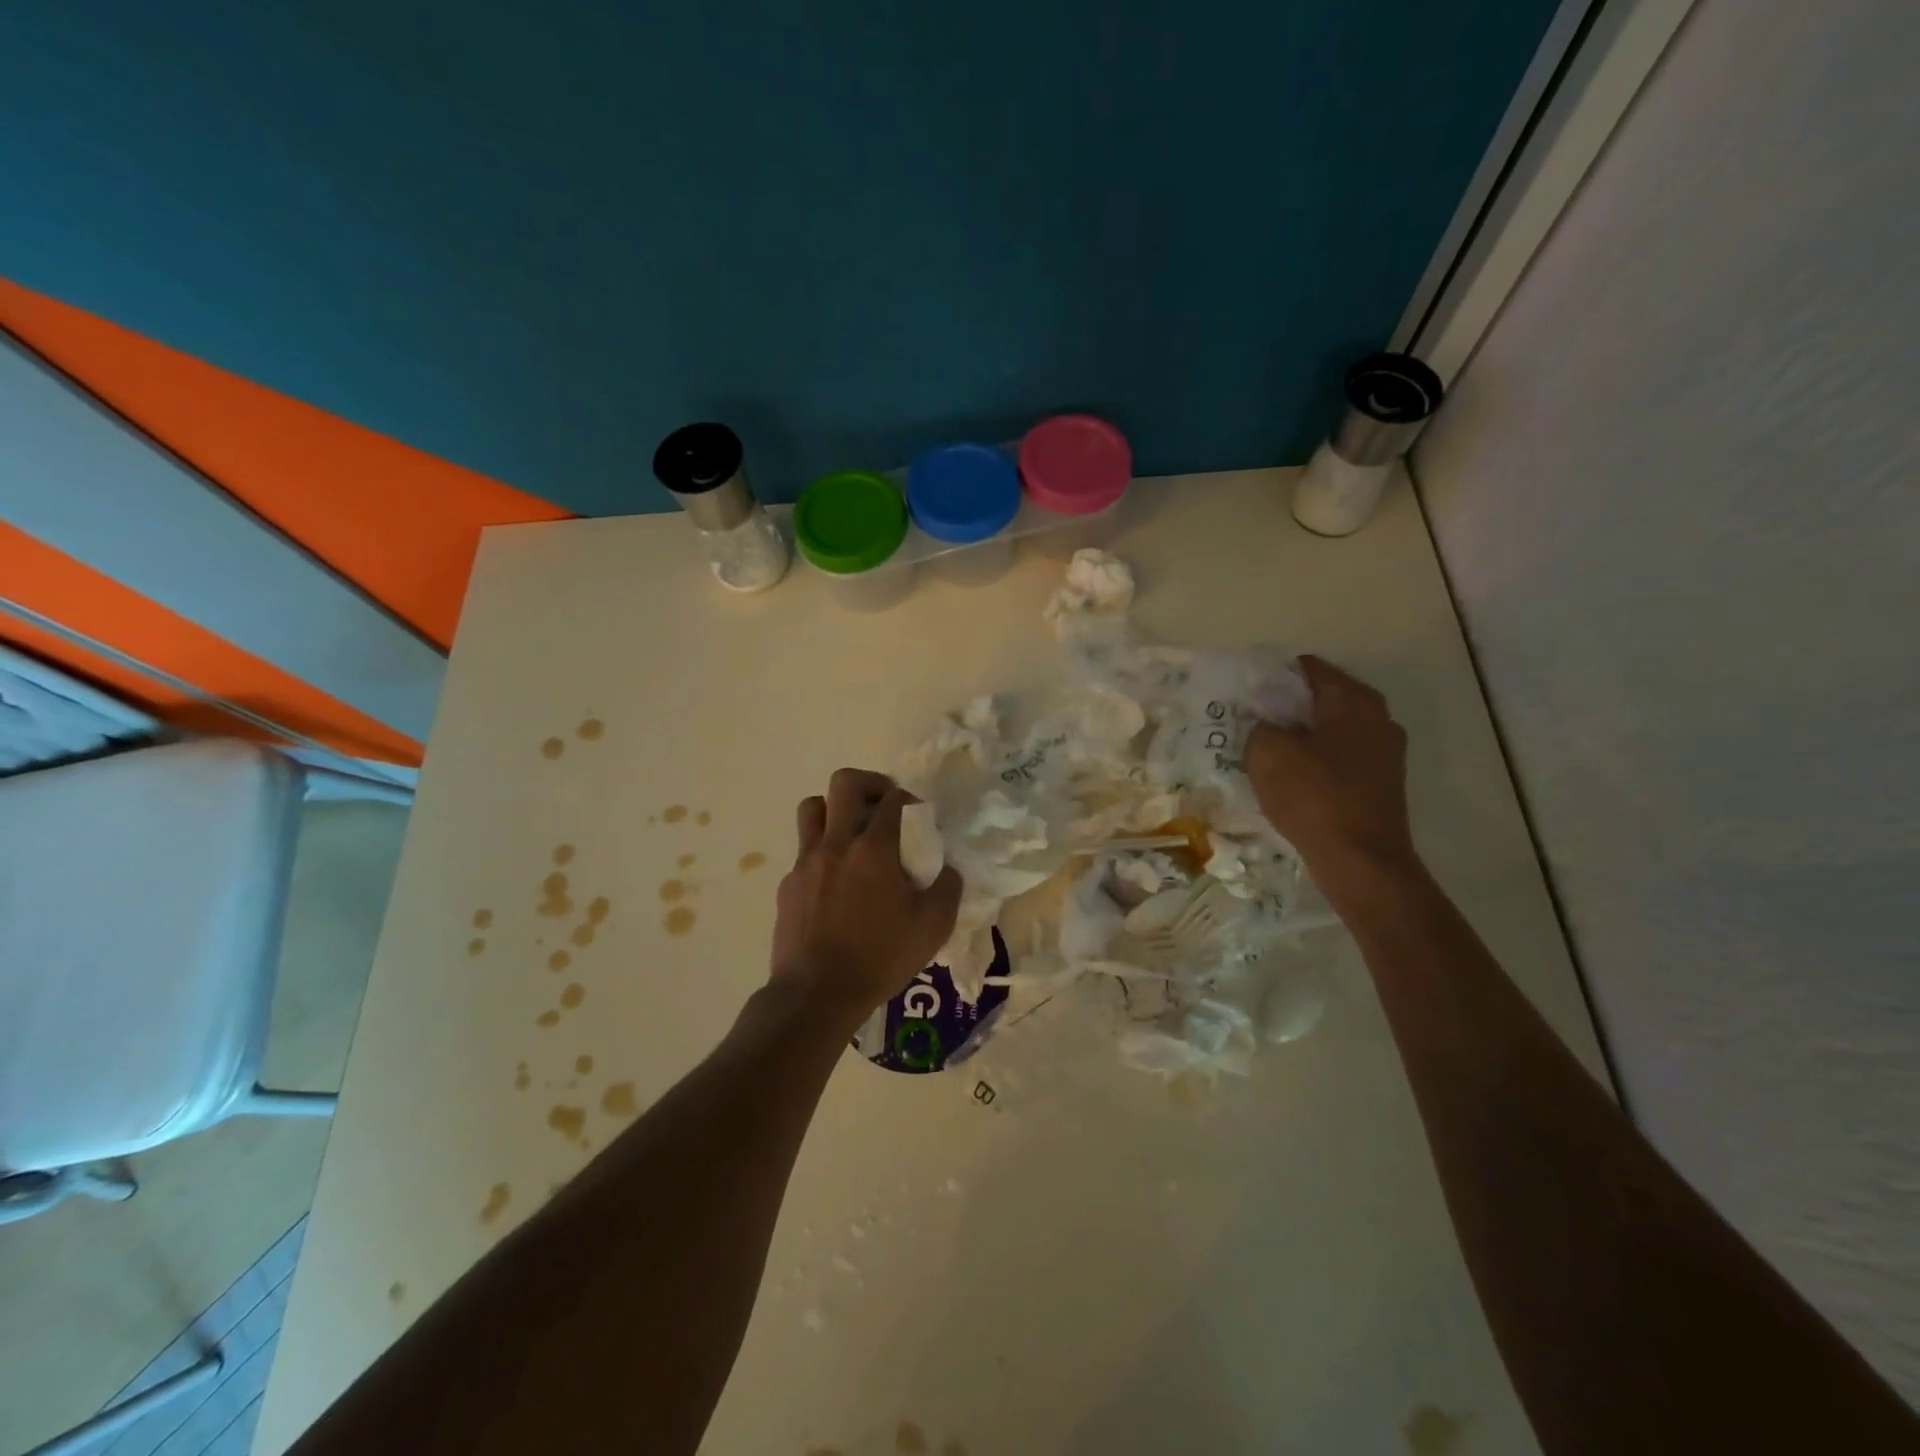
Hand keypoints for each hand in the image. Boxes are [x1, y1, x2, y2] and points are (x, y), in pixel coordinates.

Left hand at [771, 768, 963, 1018]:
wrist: (817, 994)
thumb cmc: (880, 957)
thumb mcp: (933, 926)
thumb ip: (947, 887)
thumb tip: (946, 868)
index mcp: (874, 849)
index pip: (894, 799)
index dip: (911, 800)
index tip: (920, 819)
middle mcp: (836, 844)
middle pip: (845, 783)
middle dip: (870, 784)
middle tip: (885, 806)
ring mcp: (806, 862)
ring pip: (813, 808)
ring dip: (836, 809)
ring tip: (854, 832)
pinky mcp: (788, 884)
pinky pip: (804, 849)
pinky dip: (822, 851)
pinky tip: (836, 882)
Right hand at [1246, 655, 1417, 883]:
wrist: (1360, 861)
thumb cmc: (1313, 797)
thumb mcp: (1267, 753)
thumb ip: (1260, 727)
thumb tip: (1267, 727)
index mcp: (1352, 700)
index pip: (1308, 668)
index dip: (1274, 677)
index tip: (1247, 695)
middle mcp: (1377, 717)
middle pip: (1323, 698)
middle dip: (1288, 707)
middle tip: (1252, 723)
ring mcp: (1386, 751)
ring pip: (1333, 729)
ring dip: (1303, 736)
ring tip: (1268, 751)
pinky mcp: (1382, 782)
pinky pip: (1342, 757)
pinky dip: (1317, 760)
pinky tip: (1293, 778)